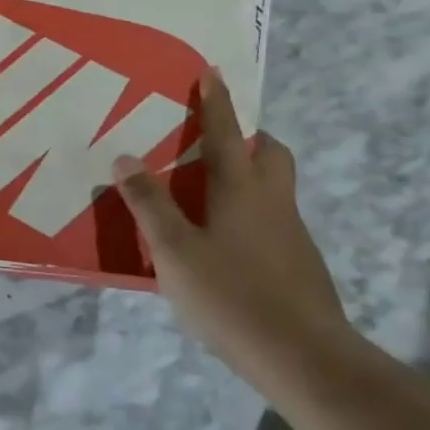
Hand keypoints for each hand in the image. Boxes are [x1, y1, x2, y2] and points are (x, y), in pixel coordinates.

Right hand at [112, 69, 348, 381]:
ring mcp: (293, 234)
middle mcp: (272, 201)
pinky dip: (252, 216)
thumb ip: (149, 204)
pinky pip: (274, 222)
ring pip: (275, 188)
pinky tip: (228, 248)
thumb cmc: (231, 295)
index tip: (212, 71)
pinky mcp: (302, 265)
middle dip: (250, 137)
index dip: (216, 101)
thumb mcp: (174, 250)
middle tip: (218, 143)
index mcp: (240, 188)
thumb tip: (125, 158)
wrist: (304, 358)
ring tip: (210, 198)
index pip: (226, 131)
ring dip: (250, 178)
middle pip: (271, 153)